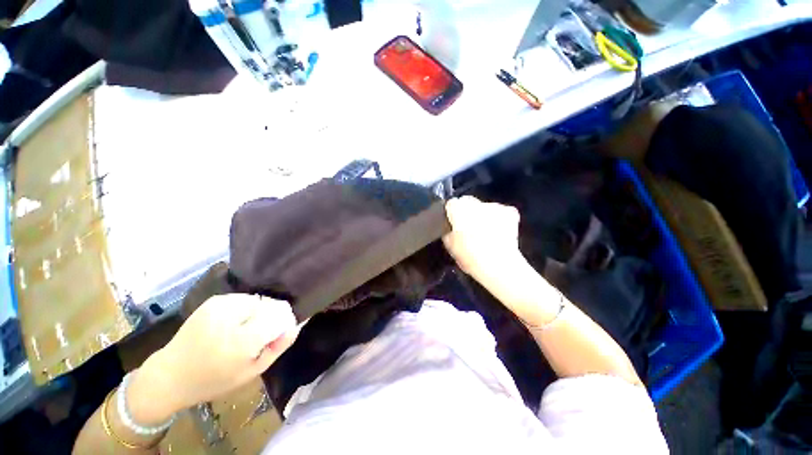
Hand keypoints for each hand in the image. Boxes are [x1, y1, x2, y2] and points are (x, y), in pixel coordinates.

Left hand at [128, 295, 300, 424]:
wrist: (170, 375)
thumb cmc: (214, 380)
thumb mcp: (252, 372)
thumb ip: (278, 347)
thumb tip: (295, 325)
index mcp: (241, 341)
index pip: (280, 314)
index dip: (286, 321)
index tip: (280, 334)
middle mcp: (231, 317)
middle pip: (271, 304)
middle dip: (273, 317)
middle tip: (260, 336)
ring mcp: (221, 305)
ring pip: (260, 300)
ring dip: (260, 312)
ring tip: (246, 329)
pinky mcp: (214, 300)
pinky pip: (245, 299)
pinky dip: (248, 309)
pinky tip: (235, 323)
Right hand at [442, 196, 523, 282]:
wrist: (498, 265)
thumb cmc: (469, 256)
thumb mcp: (449, 245)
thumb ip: (448, 231)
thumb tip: (451, 228)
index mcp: (458, 208)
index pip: (451, 204)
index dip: (452, 215)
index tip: (454, 226)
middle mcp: (475, 202)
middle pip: (468, 203)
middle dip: (467, 213)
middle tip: (469, 230)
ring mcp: (494, 206)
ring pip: (485, 208)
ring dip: (483, 216)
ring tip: (486, 233)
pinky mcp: (510, 212)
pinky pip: (500, 213)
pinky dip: (499, 220)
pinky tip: (499, 233)